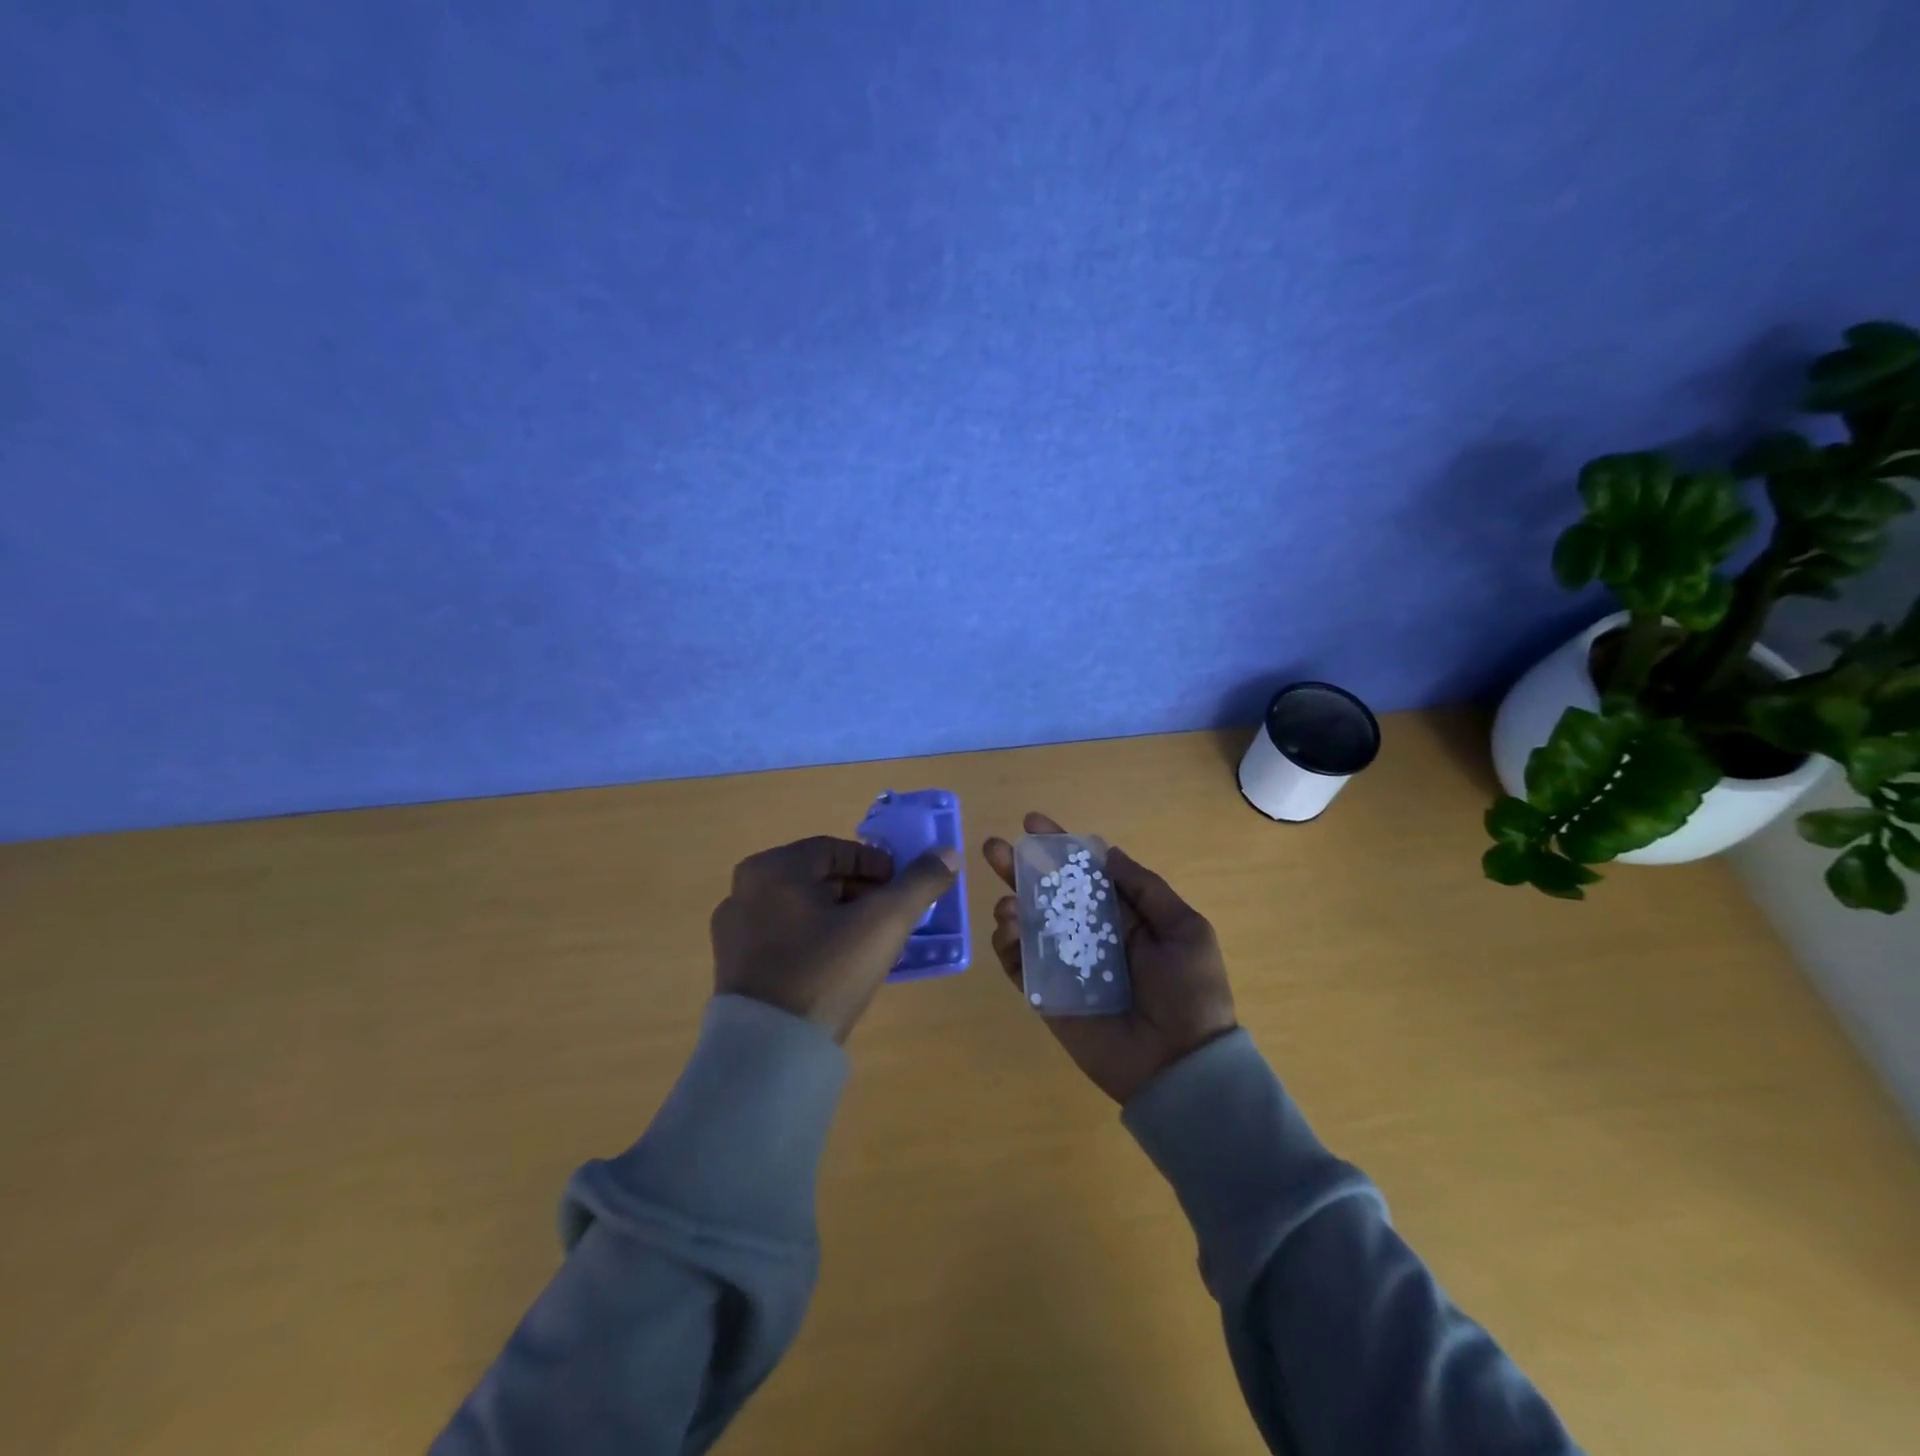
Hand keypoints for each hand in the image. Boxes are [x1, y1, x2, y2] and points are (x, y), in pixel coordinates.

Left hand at [711, 835, 960, 1042]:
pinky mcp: (732, 965)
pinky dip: (812, 940)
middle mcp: (744, 889)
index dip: (877, 866)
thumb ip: (919, 883)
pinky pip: (782, 937)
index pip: (837, 850)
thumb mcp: (883, 923)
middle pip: (818, 878)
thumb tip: (948, 853)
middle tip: (890, 917)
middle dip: (860, 893)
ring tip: (868, 944)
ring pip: (801, 908)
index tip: (902, 890)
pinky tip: (835, 967)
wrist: (769, 1054)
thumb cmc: (826, 973)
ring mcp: (733, 930)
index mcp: (774, 868)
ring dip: (838, 916)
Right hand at [982, 813, 1237, 1103]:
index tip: (1031, 823)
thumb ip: (1145, 888)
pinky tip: (1008, 929)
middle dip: (1019, 868)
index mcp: (1122, 916)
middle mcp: (1089, 935)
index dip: (1057, 847)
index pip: (1083, 873)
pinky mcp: (1047, 995)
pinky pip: (1019, 965)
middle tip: (993, 848)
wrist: (1180, 1064)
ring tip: (1008, 903)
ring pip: (1027, 925)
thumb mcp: (1184, 928)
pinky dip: (1007, 945)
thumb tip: (1106, 852)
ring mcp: (1064, 964)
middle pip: (1047, 894)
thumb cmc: (1189, 991)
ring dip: (1011, 905)